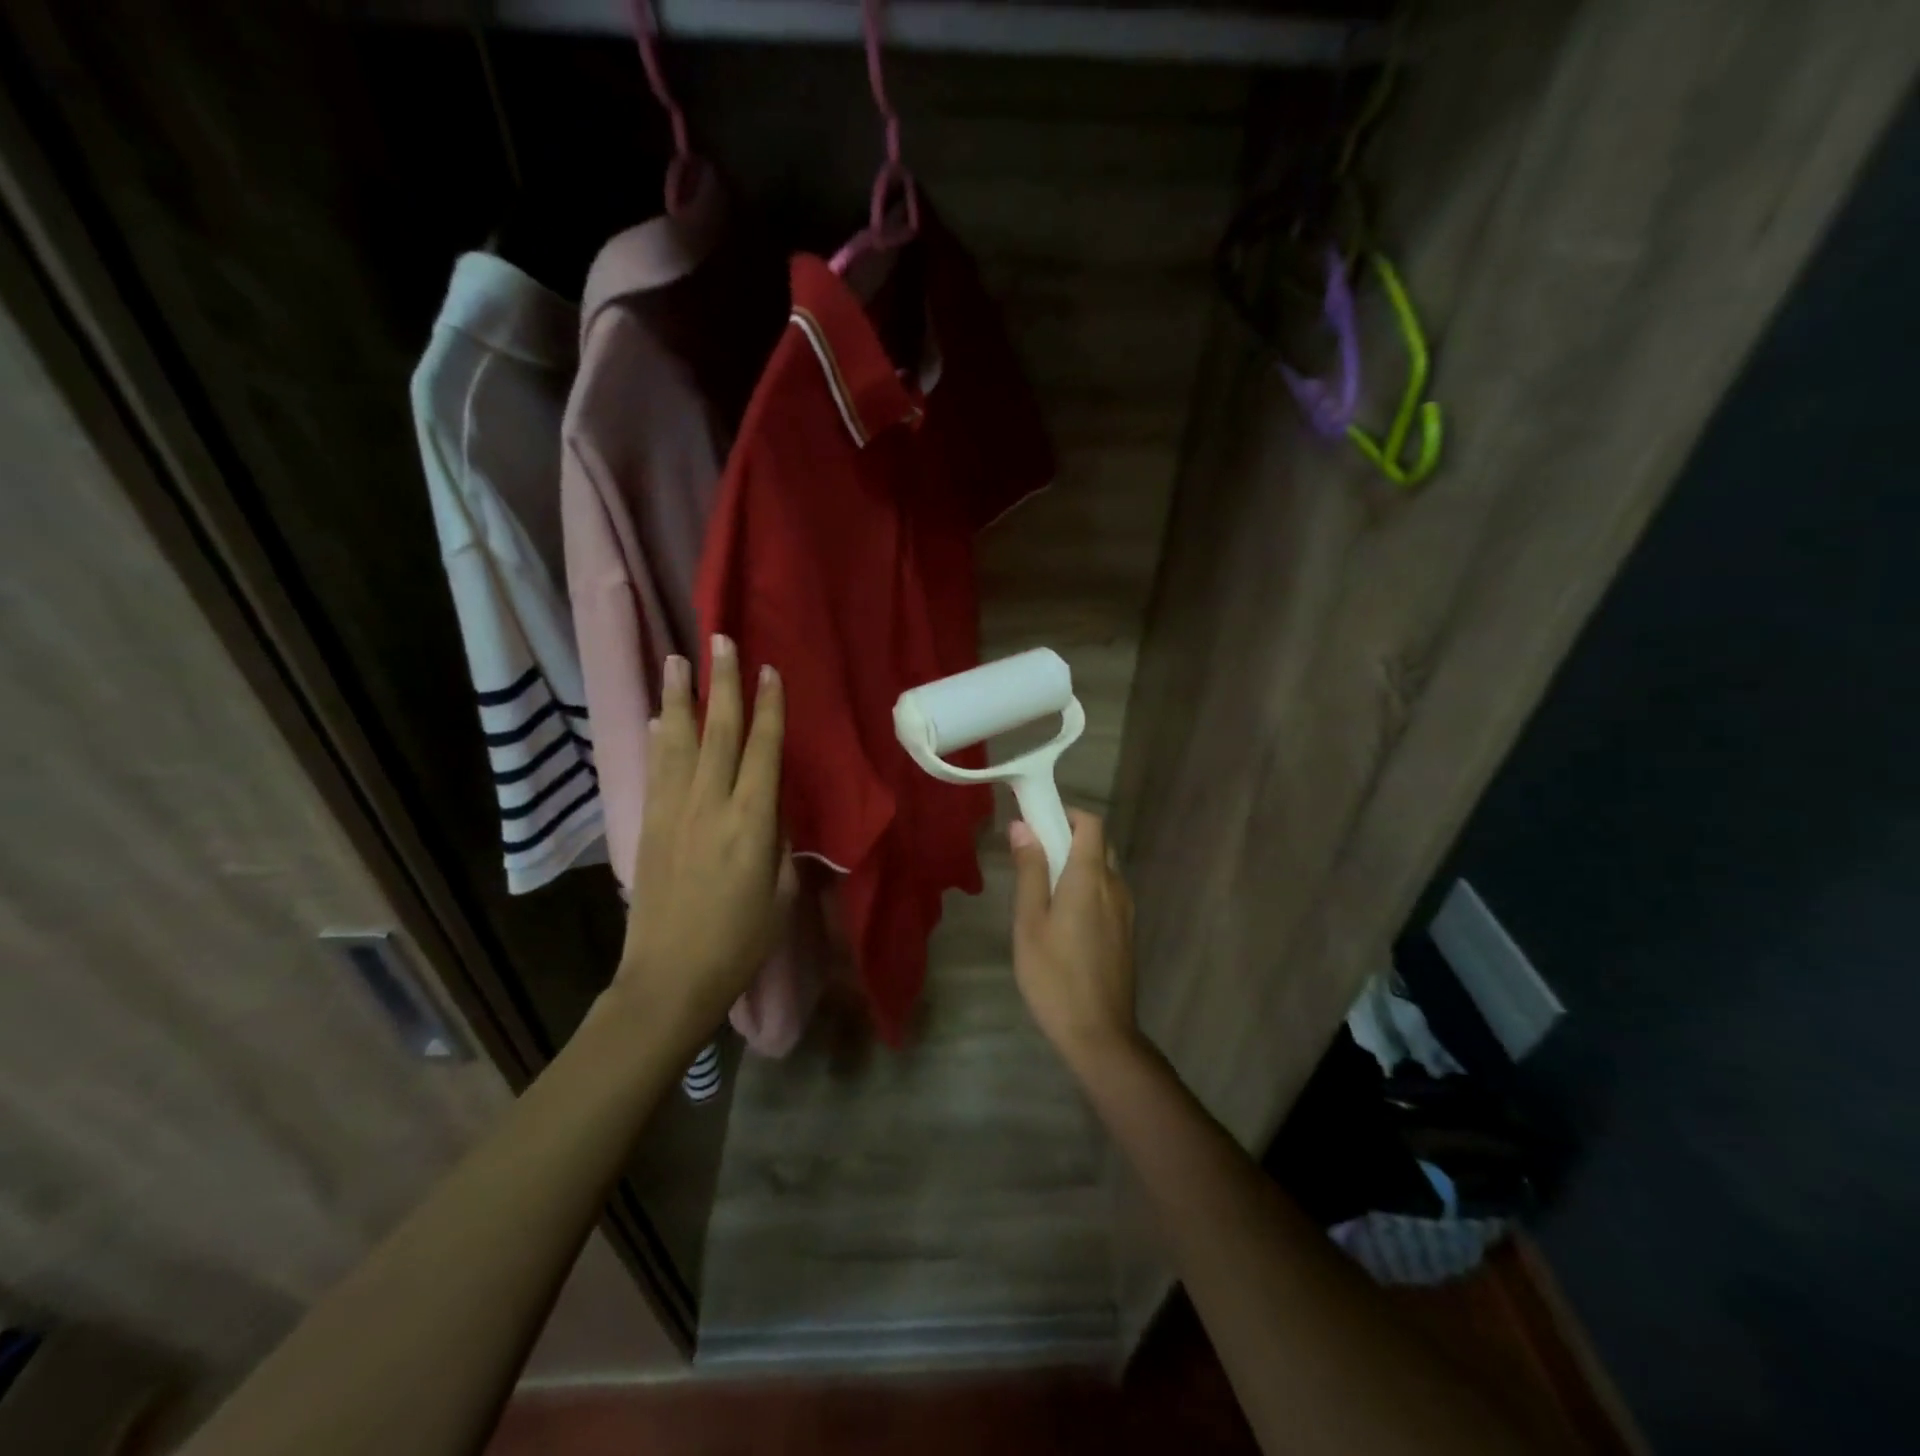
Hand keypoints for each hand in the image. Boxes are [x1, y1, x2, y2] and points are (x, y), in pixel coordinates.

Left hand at [614, 635, 787, 1042]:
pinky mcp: (649, 826)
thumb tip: (773, 812)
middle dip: (722, 684)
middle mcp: (710, 806)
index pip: (763, 751)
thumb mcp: (779, 895)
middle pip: (719, 733)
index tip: (769, 670)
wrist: (668, 979)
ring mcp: (674, 813)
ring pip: (679, 742)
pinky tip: (658, 717)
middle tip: (720, 640)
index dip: (769, 708)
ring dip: (680, 698)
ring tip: (678, 659)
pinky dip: (658, 738)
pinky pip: (656, 769)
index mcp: (752, 823)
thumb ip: (779, 845)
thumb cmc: (738, 944)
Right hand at [1008, 810, 1139, 1078]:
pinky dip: (1087, 886)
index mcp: (1090, 878)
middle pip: (1098, 843)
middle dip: (1068, 837)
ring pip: (1104, 868)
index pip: (1090, 823)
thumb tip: (1023, 826)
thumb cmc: (1054, 976)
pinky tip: (1063, 916)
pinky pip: (1108, 892)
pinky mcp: (1127, 931)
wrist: (1099, 1033)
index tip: (1036, 820)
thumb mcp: (1030, 922)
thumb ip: (1030, 871)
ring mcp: (1125, 910)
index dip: (1065, 813)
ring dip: (1077, 863)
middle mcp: (1115, 886)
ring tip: (1043, 887)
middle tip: (1033, 855)